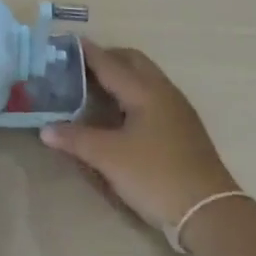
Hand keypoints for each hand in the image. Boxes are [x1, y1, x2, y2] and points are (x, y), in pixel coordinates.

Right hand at [41, 42, 236, 234]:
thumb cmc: (155, 176)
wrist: (210, 212)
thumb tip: (45, 129)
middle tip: (79, 68)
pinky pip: (153, 94)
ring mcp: (177, 109)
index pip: (109, 62)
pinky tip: (120, 113)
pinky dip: (133, 91)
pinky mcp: (184, 127)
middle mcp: (163, 91)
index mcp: (144, 91)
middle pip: (132, 61)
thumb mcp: (109, 158)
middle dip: (106, 58)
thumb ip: (75, 139)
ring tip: (95, 88)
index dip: (86, 52)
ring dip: (121, 74)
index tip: (64, 43)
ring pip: (145, 77)